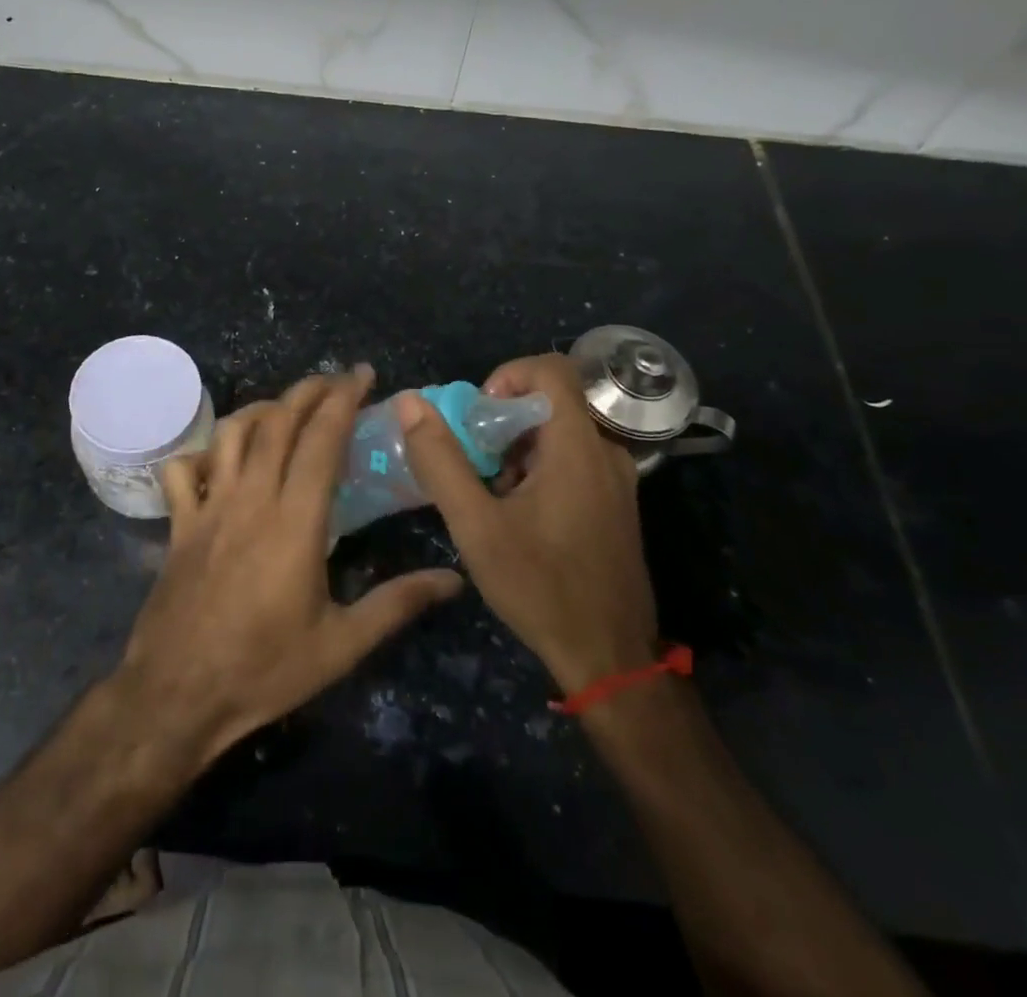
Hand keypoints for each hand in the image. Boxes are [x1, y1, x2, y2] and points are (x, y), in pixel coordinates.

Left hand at [118, 367, 462, 763]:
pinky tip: (221, 459)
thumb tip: (454, 580)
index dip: (343, 400)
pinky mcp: (180, 524)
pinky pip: (183, 469)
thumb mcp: (341, 644)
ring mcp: (209, 507)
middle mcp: (251, 498)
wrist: (178, 694)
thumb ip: (397, 604)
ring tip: (286, 410)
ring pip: (232, 434)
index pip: (322, 440)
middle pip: (278, 422)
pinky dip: (202, 452)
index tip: (363, 376)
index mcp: (295, 521)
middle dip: (309, 391)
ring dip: (261, 410)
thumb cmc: (264, 670)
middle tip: (335, 381)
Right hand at [397, 353, 657, 694]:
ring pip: (561, 431)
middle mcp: (605, 452)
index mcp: (578, 446)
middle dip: (504, 418)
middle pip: (552, 399)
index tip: (479, 415)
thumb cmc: (540, 586)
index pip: (551, 368)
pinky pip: (574, 459)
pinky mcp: (615, 503)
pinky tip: (518, 511)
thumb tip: (410, 403)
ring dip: (519, 445)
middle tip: (475, 456)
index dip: (507, 375)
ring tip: (492, 490)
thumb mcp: (476, 525)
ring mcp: (616, 479)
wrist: (608, 657)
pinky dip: (540, 465)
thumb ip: (441, 460)